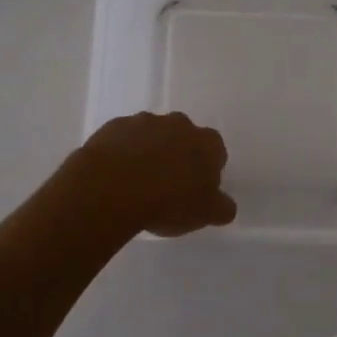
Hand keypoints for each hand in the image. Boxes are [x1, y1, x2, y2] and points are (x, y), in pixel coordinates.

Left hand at [63, 112, 236, 237]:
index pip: (216, 153)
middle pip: (184, 139)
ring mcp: (144, 121)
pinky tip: (116, 176)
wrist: (111, 188)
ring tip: (137, 183)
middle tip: (167, 187)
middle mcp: (179, 124)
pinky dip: (123, 152)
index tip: (195, 192)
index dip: (206, 172)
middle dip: (178, 157)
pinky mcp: (114, 126)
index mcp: (207, 142)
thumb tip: (225, 205)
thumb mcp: (205, 214)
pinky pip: (124, 139)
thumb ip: (222, 208)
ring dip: (150, 152)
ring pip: (153, 136)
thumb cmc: (168, 202)